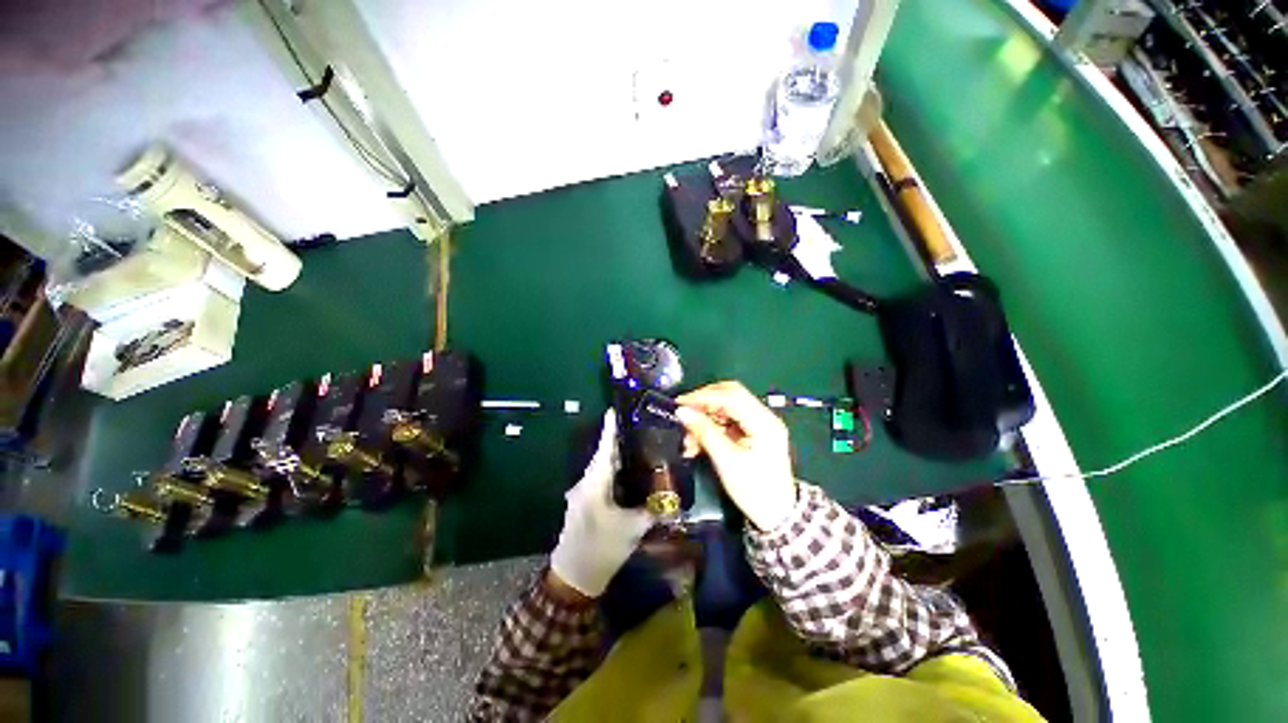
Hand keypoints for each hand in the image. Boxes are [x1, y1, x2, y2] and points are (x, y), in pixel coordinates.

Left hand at [549, 411, 655, 597]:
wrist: (573, 578)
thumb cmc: (602, 550)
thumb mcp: (632, 529)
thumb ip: (653, 510)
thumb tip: (672, 497)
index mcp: (594, 484)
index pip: (604, 449)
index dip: (609, 429)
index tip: (615, 410)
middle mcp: (585, 483)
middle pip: (603, 456)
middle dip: (618, 440)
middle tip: (639, 427)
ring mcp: (582, 493)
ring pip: (601, 468)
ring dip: (616, 457)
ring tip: (638, 446)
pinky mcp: (583, 502)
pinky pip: (600, 479)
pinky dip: (613, 472)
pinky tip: (628, 473)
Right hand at [676, 382, 797, 531]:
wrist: (777, 516)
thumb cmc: (754, 491)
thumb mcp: (726, 461)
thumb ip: (704, 432)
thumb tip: (682, 412)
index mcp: (764, 422)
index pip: (731, 396)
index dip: (704, 396)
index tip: (680, 403)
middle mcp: (764, 417)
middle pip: (730, 395)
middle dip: (704, 403)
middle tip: (683, 414)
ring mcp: (759, 424)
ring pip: (726, 408)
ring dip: (705, 418)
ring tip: (688, 439)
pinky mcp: (753, 432)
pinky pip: (728, 421)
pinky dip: (711, 427)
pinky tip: (697, 442)